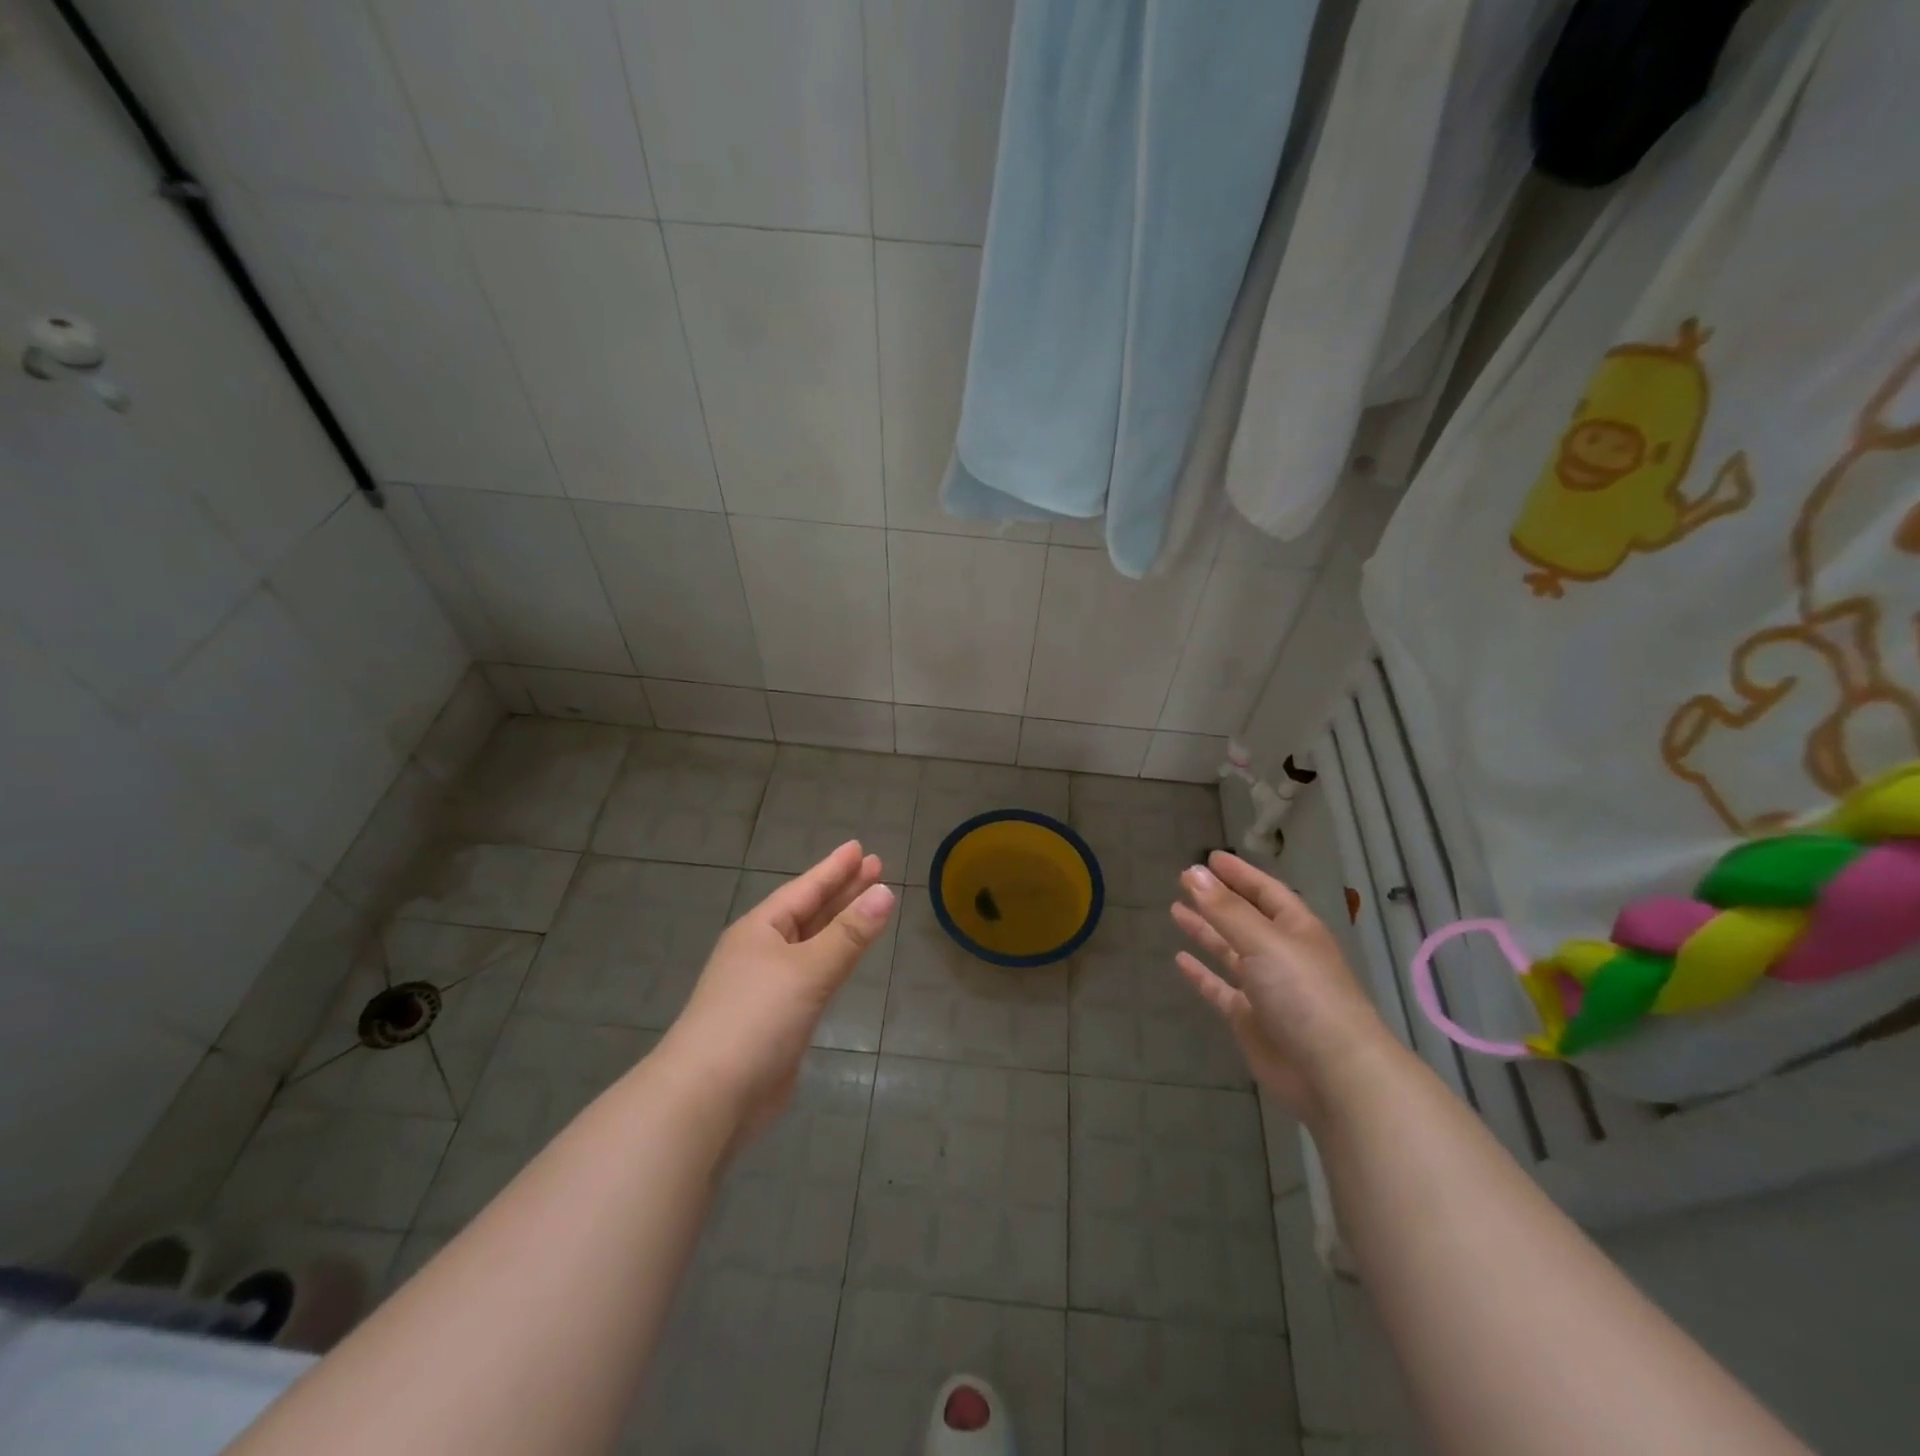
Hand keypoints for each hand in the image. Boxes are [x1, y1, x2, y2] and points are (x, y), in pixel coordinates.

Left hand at [660, 841, 895, 1144]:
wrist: (708, 1099)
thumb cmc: (755, 1019)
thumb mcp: (807, 969)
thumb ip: (849, 933)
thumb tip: (885, 892)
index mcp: (760, 929)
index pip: (805, 888)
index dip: (834, 868)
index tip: (860, 847)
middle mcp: (762, 951)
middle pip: (810, 912)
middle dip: (842, 890)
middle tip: (875, 867)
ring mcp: (767, 987)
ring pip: (812, 944)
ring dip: (840, 924)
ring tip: (869, 903)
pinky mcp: (777, 1021)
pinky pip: (813, 976)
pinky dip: (834, 960)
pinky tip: (845, 958)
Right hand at [1170, 851, 1385, 1124]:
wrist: (1333, 1072)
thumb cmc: (1303, 993)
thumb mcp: (1263, 941)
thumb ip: (1225, 909)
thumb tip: (1192, 872)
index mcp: (1296, 929)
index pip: (1265, 891)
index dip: (1239, 874)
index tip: (1210, 858)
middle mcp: (1281, 954)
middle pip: (1245, 919)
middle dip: (1217, 900)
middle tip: (1183, 880)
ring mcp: (1266, 988)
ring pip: (1230, 951)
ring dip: (1206, 931)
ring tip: (1175, 911)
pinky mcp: (1251, 1019)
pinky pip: (1220, 989)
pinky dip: (1201, 974)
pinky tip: (1180, 960)